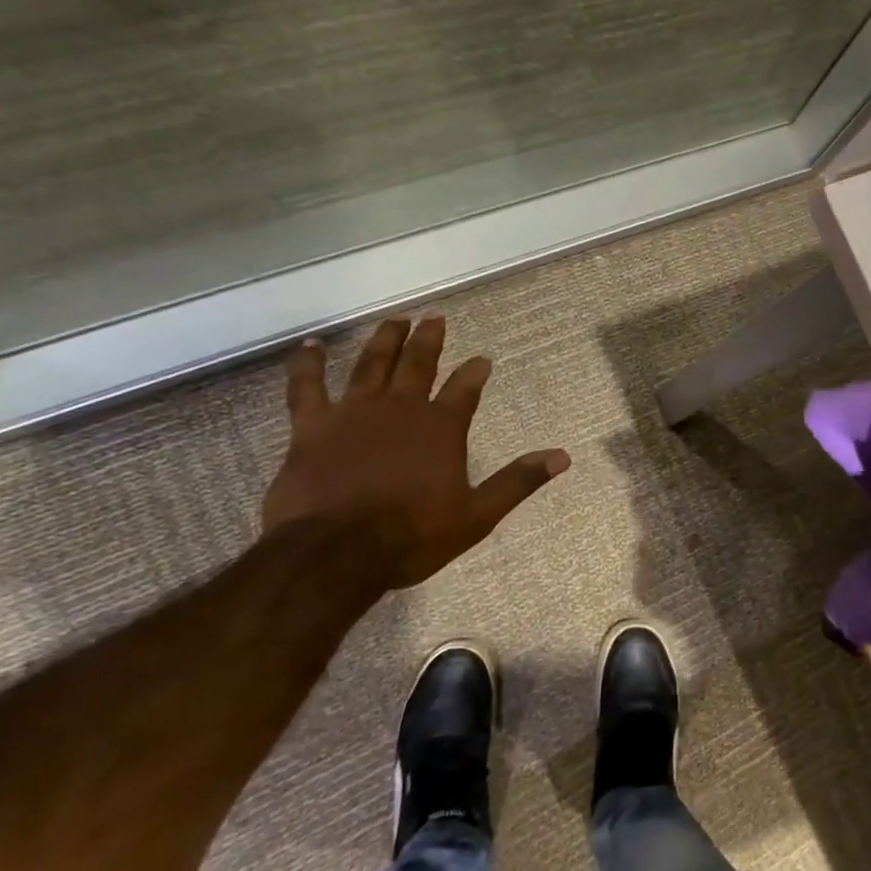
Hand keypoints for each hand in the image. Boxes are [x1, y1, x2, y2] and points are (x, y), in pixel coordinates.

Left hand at [261, 317, 569, 588]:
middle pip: (418, 364)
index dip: (474, 372)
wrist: (336, 552)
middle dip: (429, 340)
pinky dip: (308, 364)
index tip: (482, 359)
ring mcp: (354, 413)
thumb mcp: (477, 515)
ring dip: (385, 340)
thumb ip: (517, 481)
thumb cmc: (412, 535)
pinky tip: (311, 346)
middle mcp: (400, 409)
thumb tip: (562, 457)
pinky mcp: (312, 427)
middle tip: (435, 318)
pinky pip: (308, 387)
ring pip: (372, 365)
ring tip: (394, 320)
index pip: (464, 389)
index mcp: (441, 428)